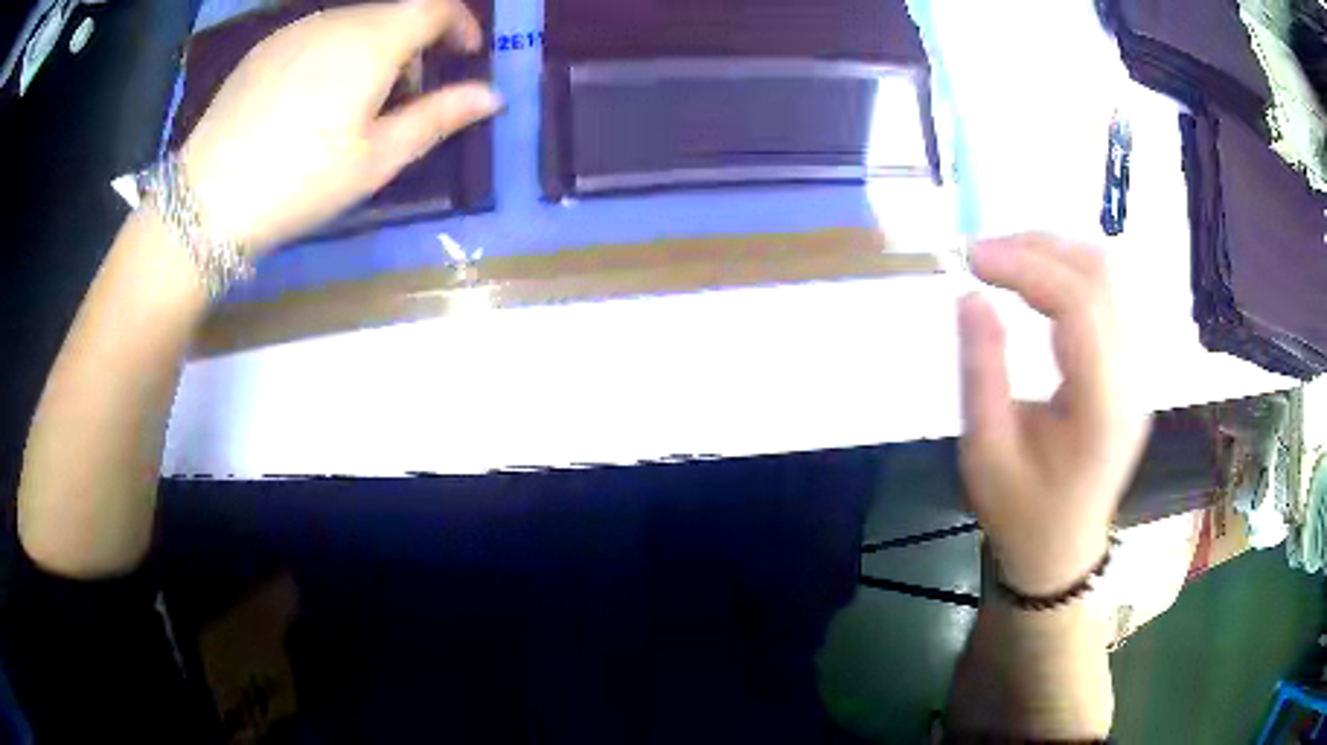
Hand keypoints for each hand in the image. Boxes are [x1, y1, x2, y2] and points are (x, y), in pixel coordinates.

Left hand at [180, 0, 501, 253]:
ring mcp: (296, 29)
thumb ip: (437, 118)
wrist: (206, 201)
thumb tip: (491, 96)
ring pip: (355, 22)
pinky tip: (312, 99)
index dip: (461, 25)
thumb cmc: (299, 182)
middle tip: (406, 97)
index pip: (437, 5)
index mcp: (372, 41)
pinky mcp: (265, 47)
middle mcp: (337, 20)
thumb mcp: (376, 160)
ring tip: (355, 103)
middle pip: (395, 12)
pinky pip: (317, 34)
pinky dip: (336, 52)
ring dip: (374, 48)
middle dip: (416, 43)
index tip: (464, 57)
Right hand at [958, 234, 1149, 594]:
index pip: (1080, 306)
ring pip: (1111, 275)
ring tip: (1006, 259)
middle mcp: (1133, 378)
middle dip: (1040, 247)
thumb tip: (970, 295)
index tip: (971, 259)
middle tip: (984, 254)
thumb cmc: (1023, 513)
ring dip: (1056, 252)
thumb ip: (981, 372)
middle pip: (1103, 276)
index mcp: (1103, 408)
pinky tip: (1038, 279)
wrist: (1064, 548)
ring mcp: (1138, 369)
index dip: (1026, 267)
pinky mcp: (1132, 365)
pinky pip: (1110, 293)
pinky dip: (1070, 270)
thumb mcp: (986, 455)